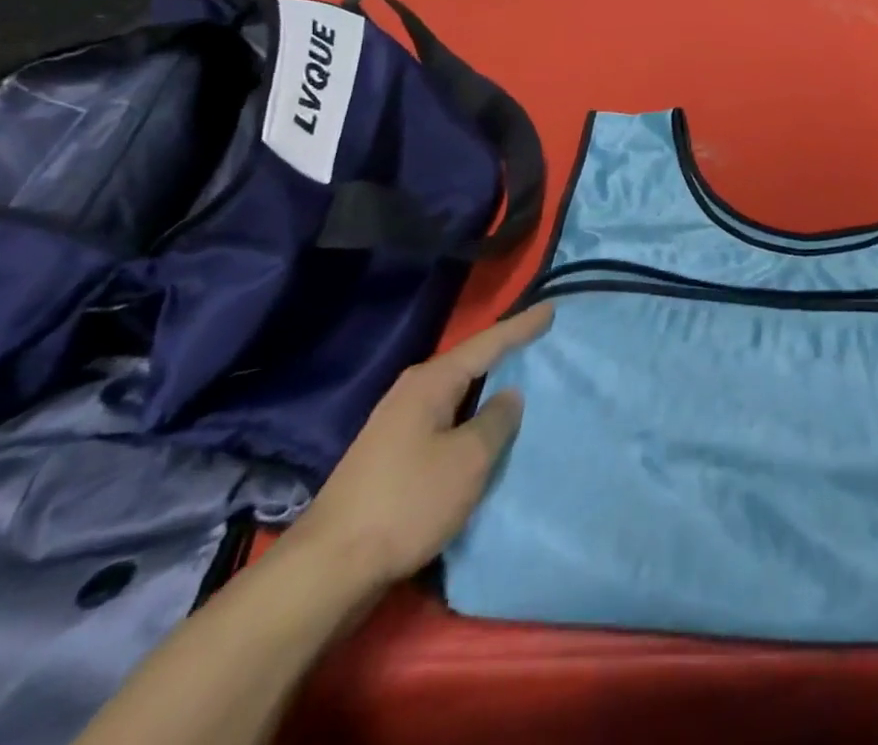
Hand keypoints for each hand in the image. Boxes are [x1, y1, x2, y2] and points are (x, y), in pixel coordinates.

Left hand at [288, 304, 553, 591]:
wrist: (327, 569)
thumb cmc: (407, 502)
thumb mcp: (468, 460)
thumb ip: (496, 420)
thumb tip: (509, 394)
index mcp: (431, 382)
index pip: (487, 343)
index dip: (521, 327)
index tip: (550, 309)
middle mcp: (412, 392)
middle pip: (468, 363)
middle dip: (503, 352)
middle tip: (538, 340)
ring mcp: (397, 425)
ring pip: (455, 394)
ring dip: (486, 388)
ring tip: (520, 380)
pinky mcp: (391, 457)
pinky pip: (444, 421)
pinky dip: (470, 416)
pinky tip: (484, 427)